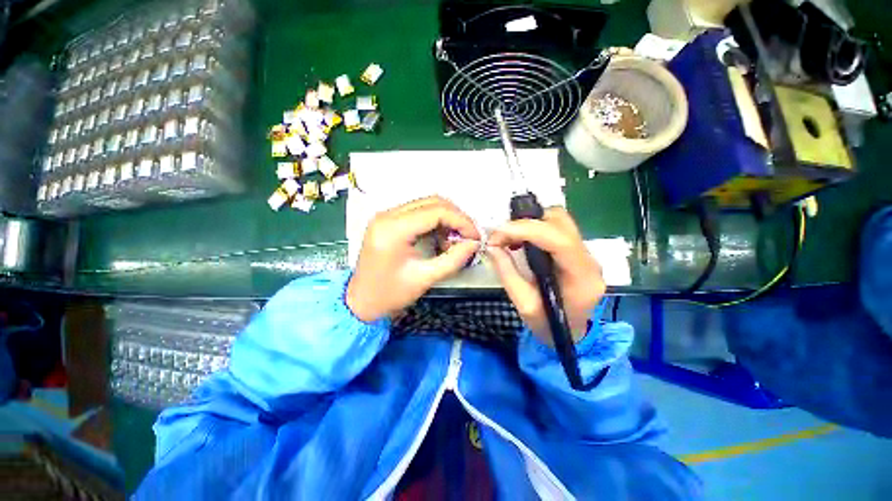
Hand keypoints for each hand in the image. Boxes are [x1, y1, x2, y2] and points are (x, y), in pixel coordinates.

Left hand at [347, 196, 480, 321]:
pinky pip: (418, 213)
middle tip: (468, 237)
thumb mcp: (425, 278)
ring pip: (426, 204)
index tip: (475, 237)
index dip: (461, 221)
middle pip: (432, 202)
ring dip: (446, 219)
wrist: (360, 302)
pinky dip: (435, 222)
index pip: (436, 211)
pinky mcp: (388, 221)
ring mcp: (386, 216)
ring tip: (454, 241)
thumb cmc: (389, 295)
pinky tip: (440, 239)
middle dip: (456, 217)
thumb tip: (474, 244)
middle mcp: (387, 215)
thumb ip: (453, 259)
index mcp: (393, 229)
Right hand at [487, 208, 604, 343]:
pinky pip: (556, 228)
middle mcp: (590, 260)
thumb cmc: (548, 325)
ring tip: (510, 237)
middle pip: (562, 222)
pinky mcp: (576, 250)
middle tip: (503, 236)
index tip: (499, 233)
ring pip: (559, 220)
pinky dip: (534, 228)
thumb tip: (492, 246)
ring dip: (531, 223)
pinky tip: (521, 240)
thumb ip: (507, 273)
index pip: (560, 241)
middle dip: (528, 222)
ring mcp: (586, 253)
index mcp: (582, 278)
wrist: (570, 333)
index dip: (527, 230)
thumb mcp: (524, 305)